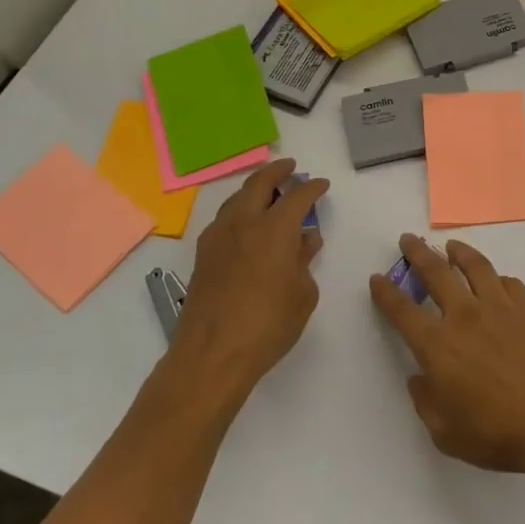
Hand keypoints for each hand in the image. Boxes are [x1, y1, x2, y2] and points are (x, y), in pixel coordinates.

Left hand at [164, 159, 328, 407]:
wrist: (212, 355)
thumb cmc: (268, 325)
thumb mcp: (302, 294)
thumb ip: (304, 261)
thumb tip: (306, 240)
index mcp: (274, 229)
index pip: (298, 195)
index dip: (312, 187)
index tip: (321, 185)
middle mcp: (243, 223)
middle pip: (259, 183)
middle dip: (277, 171)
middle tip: (290, 168)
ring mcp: (218, 237)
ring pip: (237, 198)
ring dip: (254, 189)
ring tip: (268, 192)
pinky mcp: (203, 255)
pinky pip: (224, 219)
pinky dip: (239, 210)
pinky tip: (246, 225)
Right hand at [370, 233, 524, 482]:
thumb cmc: (497, 434)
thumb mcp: (446, 432)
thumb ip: (426, 401)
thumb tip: (420, 378)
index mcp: (438, 345)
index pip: (402, 310)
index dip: (386, 292)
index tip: (378, 278)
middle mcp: (465, 316)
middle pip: (435, 272)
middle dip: (417, 253)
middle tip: (408, 240)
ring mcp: (500, 306)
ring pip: (475, 266)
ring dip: (458, 252)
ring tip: (451, 246)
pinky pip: (508, 282)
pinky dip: (495, 278)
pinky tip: (495, 280)